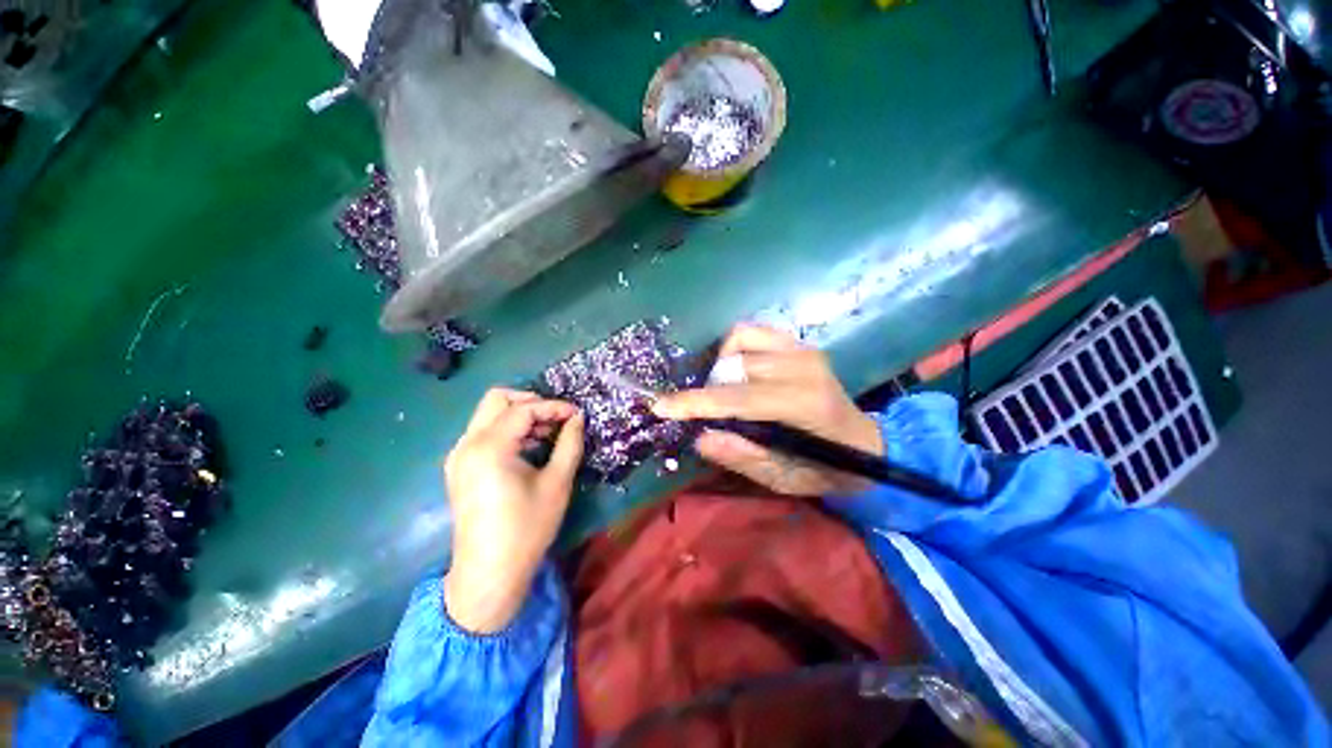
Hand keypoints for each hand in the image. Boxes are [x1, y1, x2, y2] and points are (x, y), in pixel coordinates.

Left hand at [443, 388, 584, 632]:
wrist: (488, 574)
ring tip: (548, 433)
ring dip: (519, 415)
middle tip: (557, 417)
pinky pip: (484, 432)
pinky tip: (529, 447)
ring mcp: (459, 455)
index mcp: (490, 448)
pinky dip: (508, 430)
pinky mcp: (459, 467)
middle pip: (497, 399)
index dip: (554, 407)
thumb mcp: (557, 483)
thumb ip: (569, 443)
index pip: (524, 409)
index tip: (577, 414)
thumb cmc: (527, 529)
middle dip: (531, 401)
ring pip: (489, 414)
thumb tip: (577, 418)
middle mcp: (467, 444)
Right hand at [652, 324, 882, 495]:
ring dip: (721, 368)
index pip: (740, 398)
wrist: (866, 442)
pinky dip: (734, 349)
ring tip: (725, 392)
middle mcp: (804, 367)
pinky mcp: (798, 343)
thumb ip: (742, 457)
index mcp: (805, 405)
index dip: (697, 403)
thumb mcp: (784, 479)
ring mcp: (802, 349)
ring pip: (738, 342)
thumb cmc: (825, 468)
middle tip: (709, 413)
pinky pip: (750, 333)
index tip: (661, 407)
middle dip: (709, 390)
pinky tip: (737, 372)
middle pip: (733, 368)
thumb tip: (700, 436)